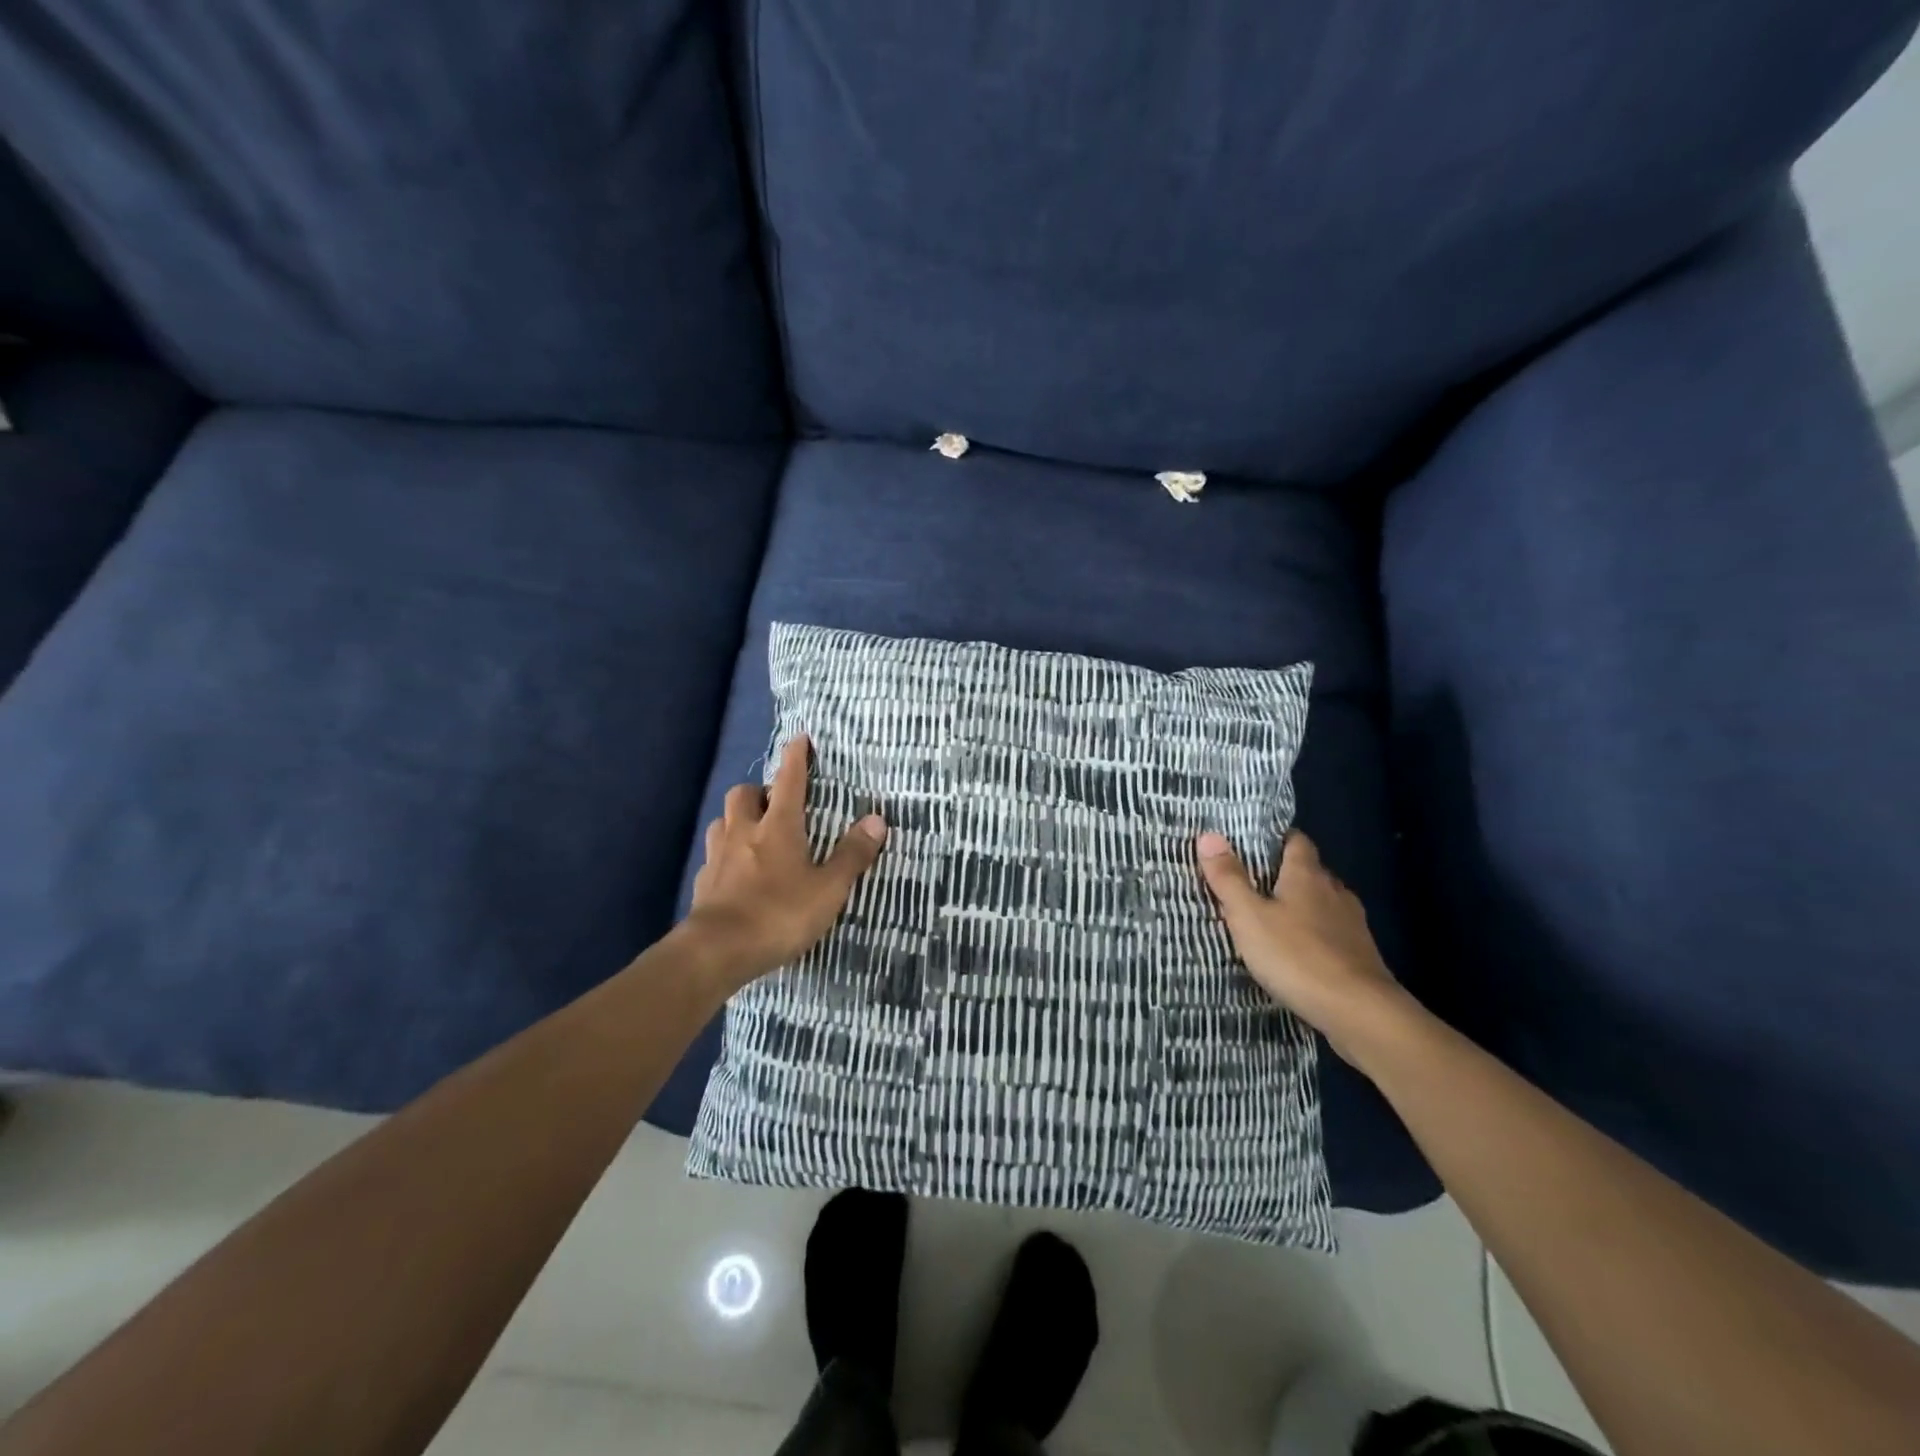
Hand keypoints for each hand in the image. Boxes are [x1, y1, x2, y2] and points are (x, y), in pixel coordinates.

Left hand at [685, 735, 887, 991]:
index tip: (800, 739)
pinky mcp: (703, 882)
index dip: (796, 758)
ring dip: (738, 818)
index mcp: (777, 826)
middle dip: (759, 790)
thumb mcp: (828, 889)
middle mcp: (744, 832)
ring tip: (754, 832)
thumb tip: (876, 820)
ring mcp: (718, 856)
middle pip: (744, 794)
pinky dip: (726, 853)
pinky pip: (713, 855)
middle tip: (776, 803)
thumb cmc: (779, 914)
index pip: (788, 781)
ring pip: (722, 821)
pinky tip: (736, 871)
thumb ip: (852, 855)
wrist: (716, 951)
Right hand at [1197, 829, 1416, 1065]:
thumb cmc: (1297, 956)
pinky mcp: (1361, 954)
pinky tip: (1299, 952)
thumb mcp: (1249, 917)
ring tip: (1272, 919)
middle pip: (1309, 871)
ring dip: (1301, 906)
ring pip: (1322, 902)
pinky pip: (1332, 932)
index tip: (1252, 844)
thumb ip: (1228, 878)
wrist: (1360, 1012)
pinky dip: (1315, 934)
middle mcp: (1334, 890)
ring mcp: (1352, 923)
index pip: (1296, 840)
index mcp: (1307, 875)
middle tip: (1251, 884)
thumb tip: (1208, 835)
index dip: (1276, 838)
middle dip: (1284, 874)